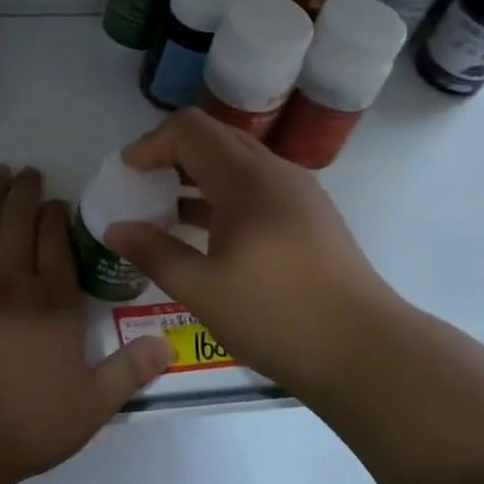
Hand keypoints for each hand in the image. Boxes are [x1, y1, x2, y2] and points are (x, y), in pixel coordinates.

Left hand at [0, 163, 172, 483]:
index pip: (57, 247)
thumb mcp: (90, 406)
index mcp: (53, 304)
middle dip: (24, 194)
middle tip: (26, 171)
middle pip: (19, 225)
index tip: (55, 200)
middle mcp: (13, 282)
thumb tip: (168, 345)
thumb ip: (128, 372)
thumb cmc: (23, 423)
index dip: (56, 220)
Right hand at [104, 110, 404, 400]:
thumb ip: (154, 253)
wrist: (368, 353)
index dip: (150, 143)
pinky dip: (223, 193)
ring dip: (197, 174)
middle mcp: (274, 172)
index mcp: (246, 180)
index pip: (189, 129)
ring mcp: (298, 192)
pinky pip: (256, 185)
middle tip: (140, 186)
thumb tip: (114, 229)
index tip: (126, 174)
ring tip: (165, 208)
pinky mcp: (310, 215)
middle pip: (214, 137)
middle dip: (170, 154)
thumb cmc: (278, 317)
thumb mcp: (203, 290)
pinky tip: (207, 231)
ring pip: (237, 161)